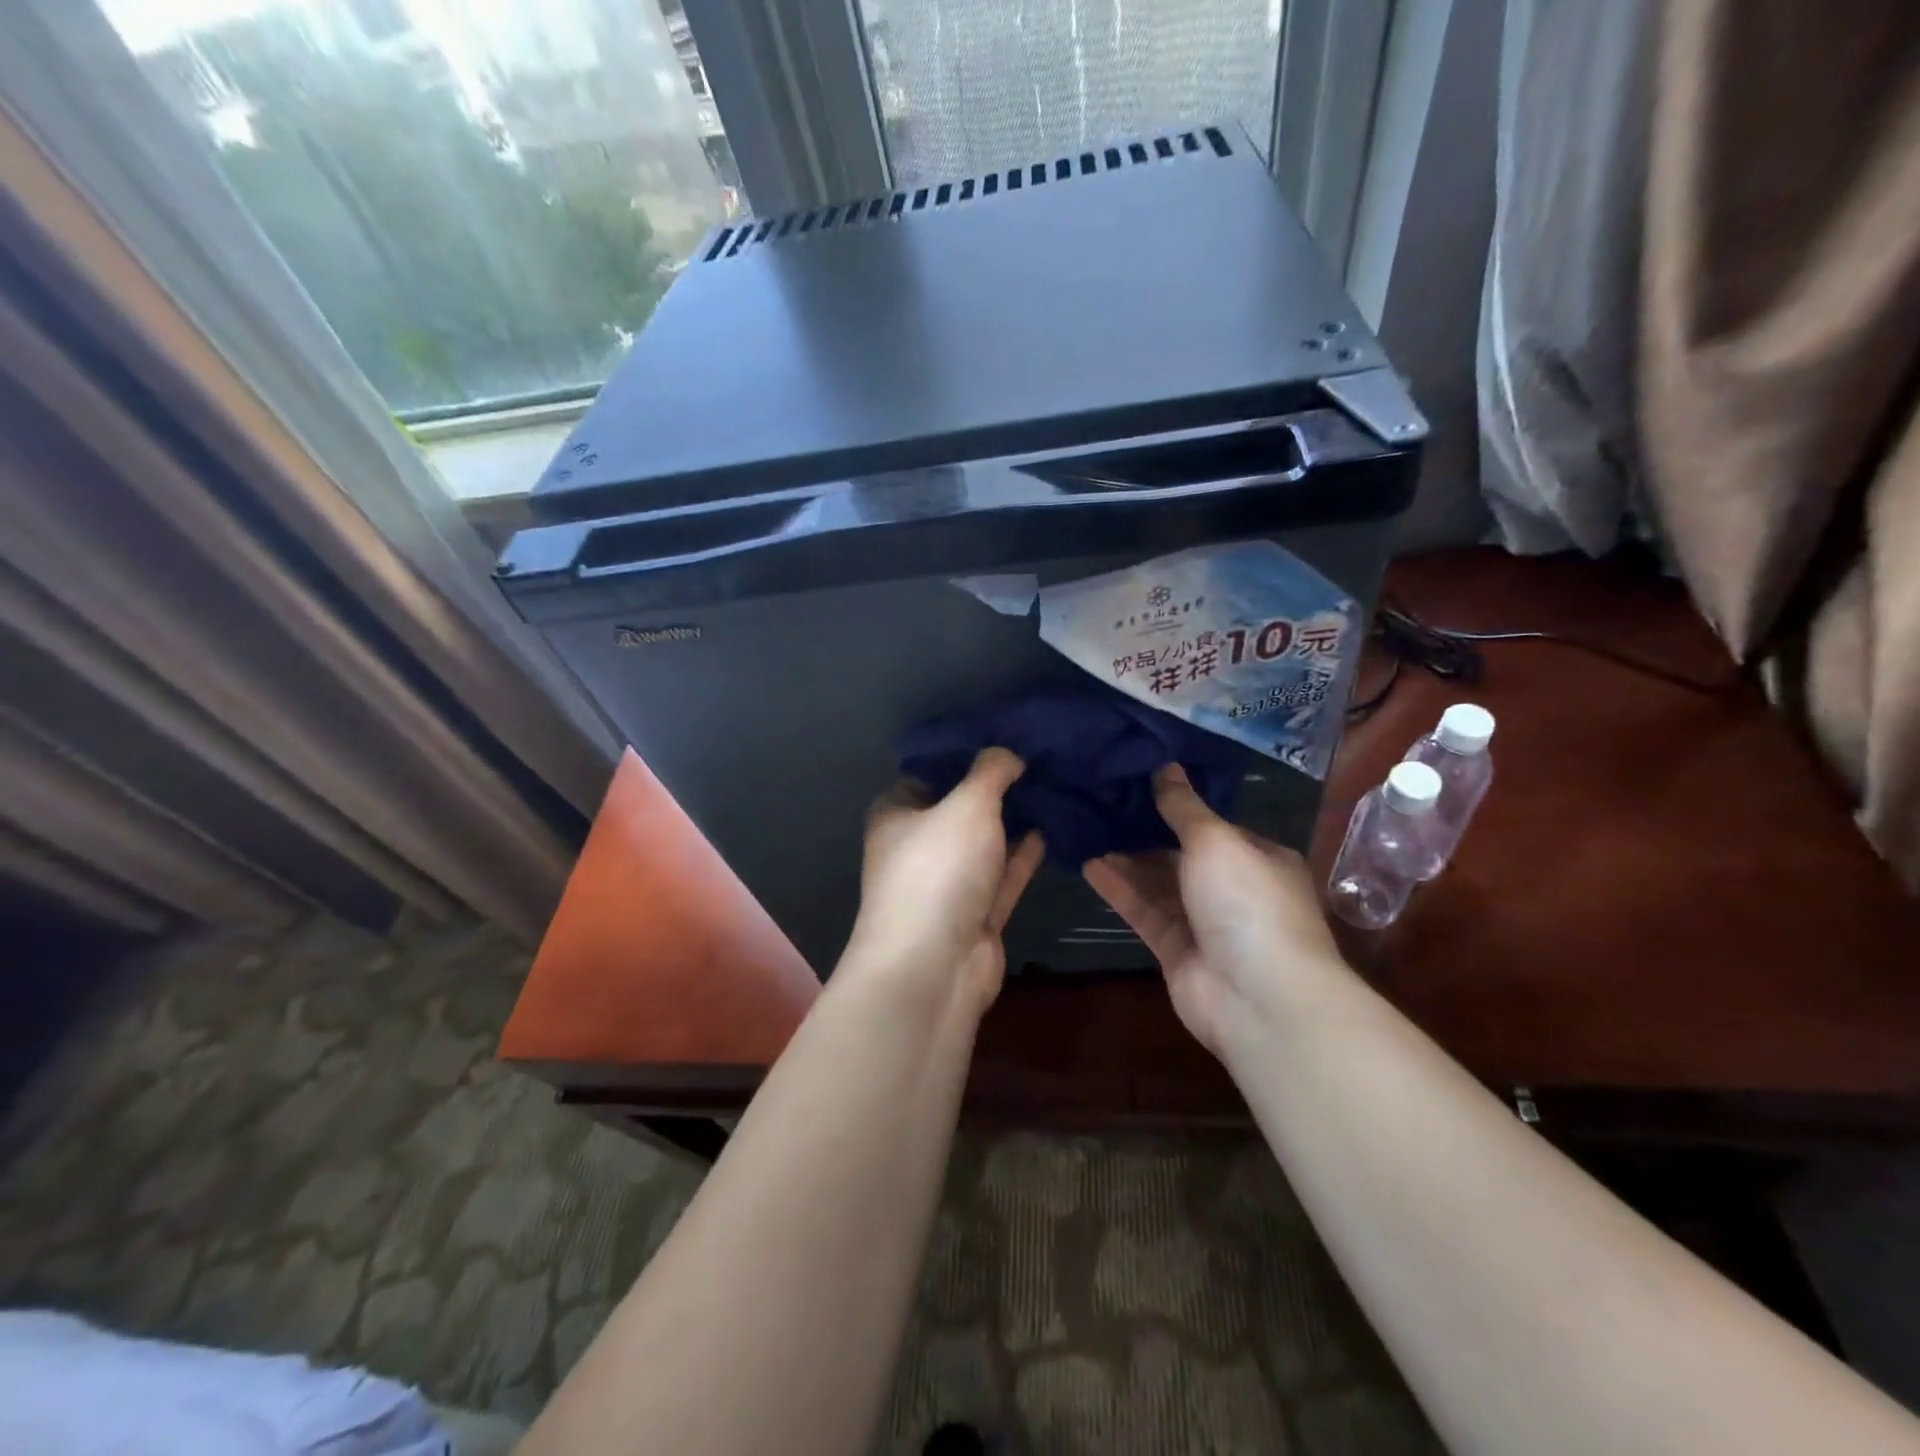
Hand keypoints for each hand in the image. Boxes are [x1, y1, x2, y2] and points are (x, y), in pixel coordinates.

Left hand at [845, 748, 1044, 1012]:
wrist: (935, 964)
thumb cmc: (938, 868)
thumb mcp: (967, 803)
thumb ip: (990, 771)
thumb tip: (1008, 752)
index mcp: (897, 814)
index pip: (929, 772)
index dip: (965, 755)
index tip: (1005, 736)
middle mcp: (917, 847)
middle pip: (959, 808)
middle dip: (996, 788)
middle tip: (1039, 758)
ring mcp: (946, 884)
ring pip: (984, 844)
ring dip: (1013, 821)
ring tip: (1052, 787)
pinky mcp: (975, 915)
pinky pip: (1002, 876)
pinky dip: (1023, 855)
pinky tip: (1051, 829)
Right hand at [1083, 765, 1348, 1057]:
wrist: (1259, 998)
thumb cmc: (1247, 902)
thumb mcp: (1215, 840)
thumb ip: (1184, 806)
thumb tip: (1165, 766)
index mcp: (1258, 858)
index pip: (1214, 826)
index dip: (1177, 805)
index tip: (1137, 782)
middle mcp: (1234, 889)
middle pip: (1182, 855)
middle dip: (1145, 832)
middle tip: (1101, 802)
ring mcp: (1205, 923)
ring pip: (1159, 884)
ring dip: (1127, 859)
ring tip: (1087, 827)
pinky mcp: (1176, 951)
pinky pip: (1144, 912)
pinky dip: (1119, 890)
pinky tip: (1089, 864)